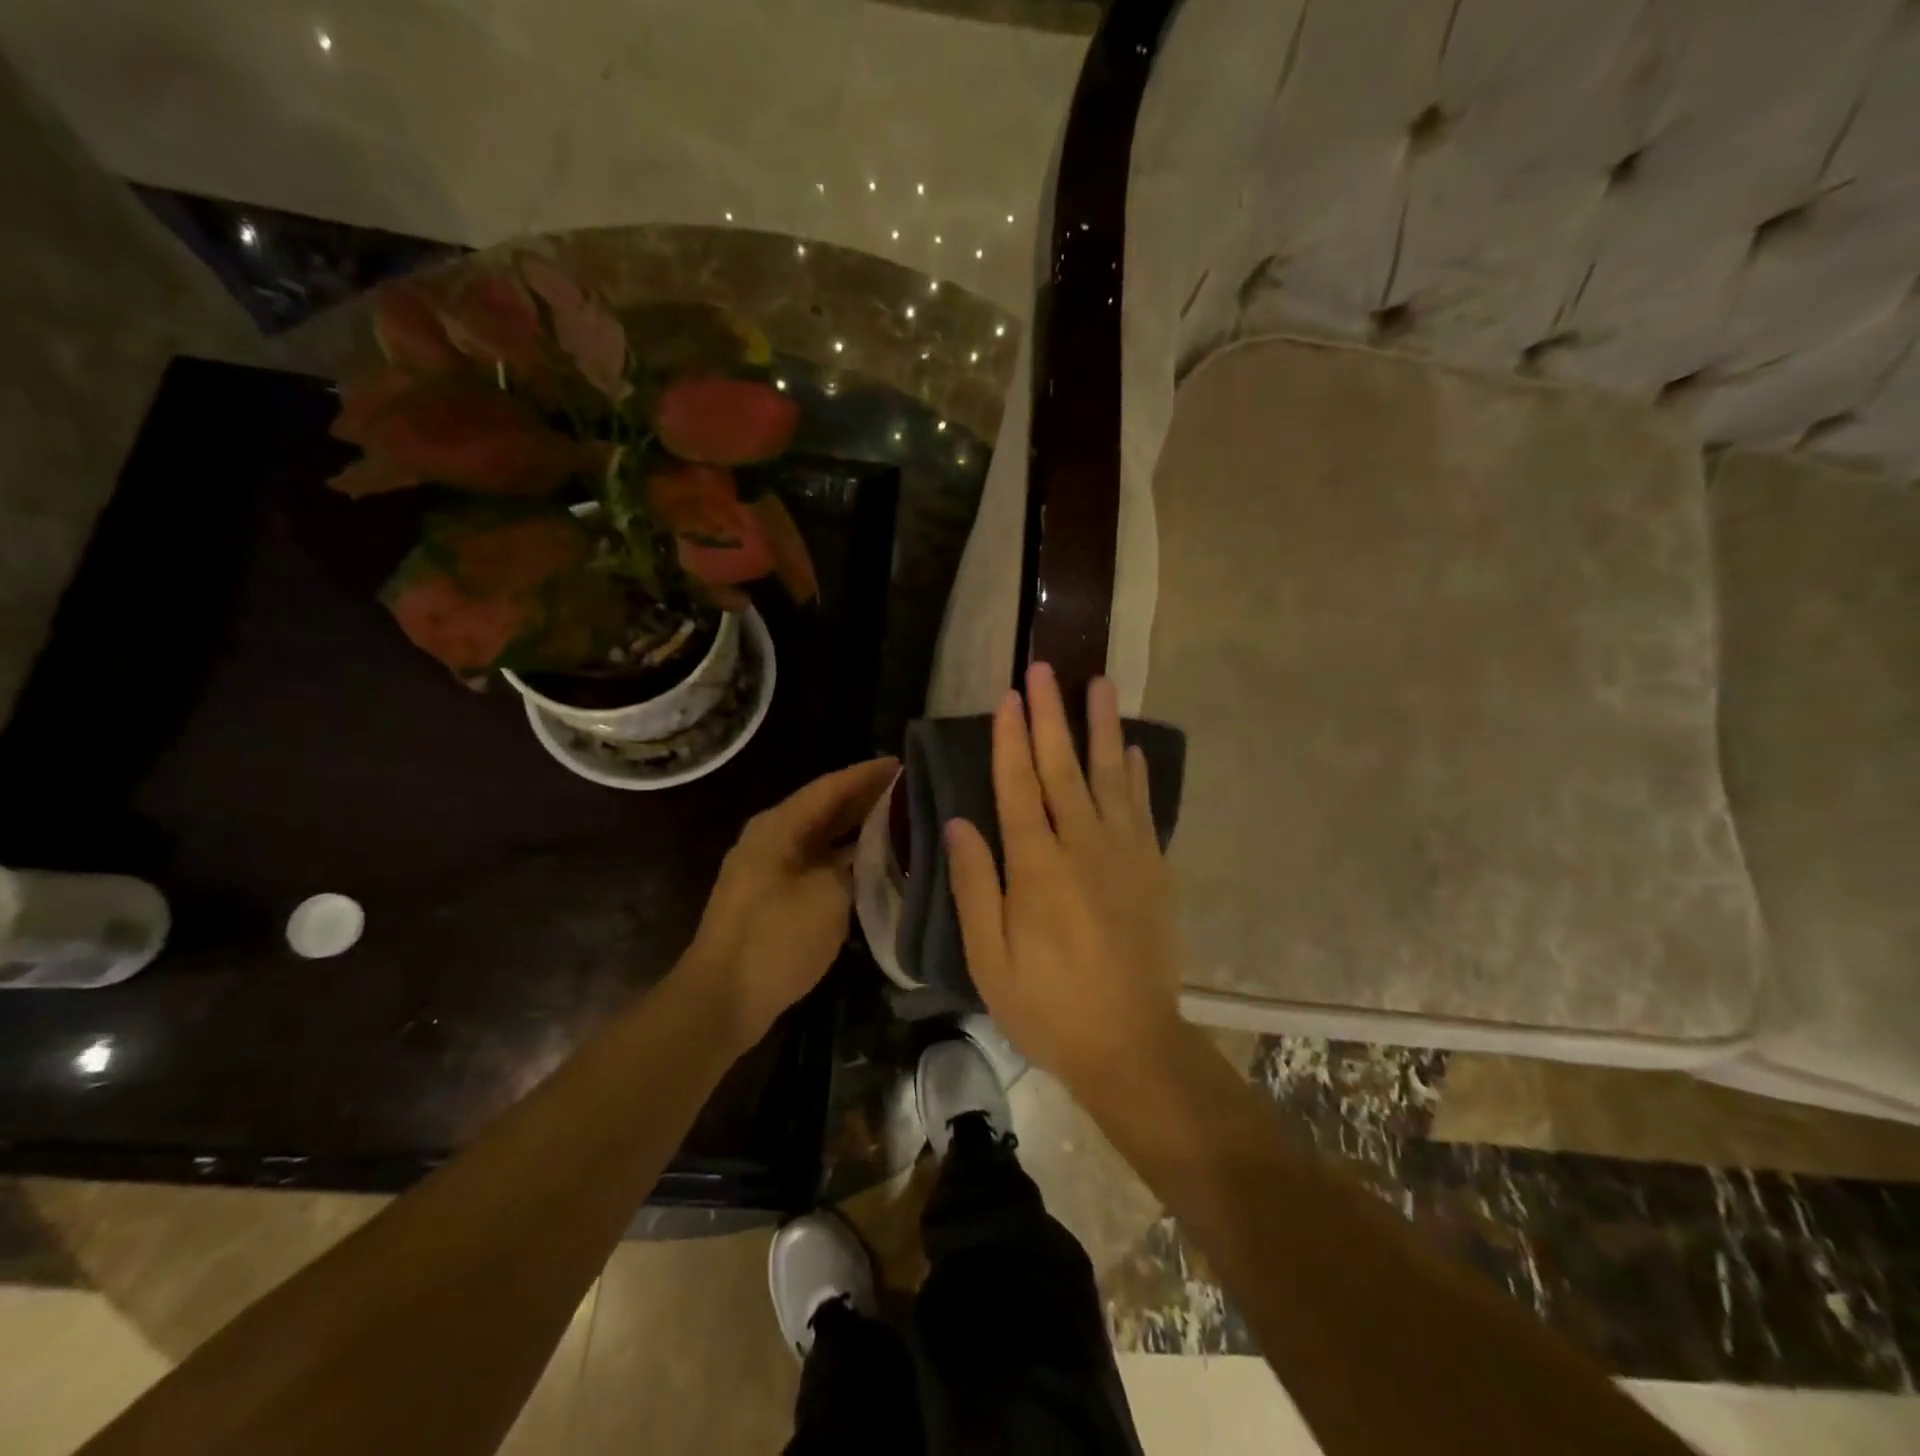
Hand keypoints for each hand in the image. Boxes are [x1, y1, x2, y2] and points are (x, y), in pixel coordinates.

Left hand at [685, 757, 897, 1047]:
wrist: (723, 999)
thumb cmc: (775, 938)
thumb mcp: (828, 895)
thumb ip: (855, 864)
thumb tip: (871, 852)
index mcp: (779, 827)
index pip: (831, 787)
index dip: (867, 774)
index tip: (904, 764)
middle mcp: (772, 839)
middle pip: (825, 809)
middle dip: (866, 798)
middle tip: (910, 791)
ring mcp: (770, 870)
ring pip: (822, 838)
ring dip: (857, 830)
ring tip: (900, 822)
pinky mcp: (774, 899)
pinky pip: (817, 865)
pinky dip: (845, 860)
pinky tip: (875, 865)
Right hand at [945, 663, 1182, 1088]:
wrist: (1131, 1044)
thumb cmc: (1048, 1005)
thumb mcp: (990, 958)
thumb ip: (975, 885)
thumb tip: (959, 822)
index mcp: (1037, 866)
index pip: (1019, 786)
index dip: (1011, 738)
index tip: (1010, 696)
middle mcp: (1082, 846)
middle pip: (1063, 768)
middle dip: (1052, 715)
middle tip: (1047, 669)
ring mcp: (1125, 854)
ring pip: (1110, 776)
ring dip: (1101, 727)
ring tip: (1099, 683)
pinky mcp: (1153, 869)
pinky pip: (1143, 809)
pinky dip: (1136, 775)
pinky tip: (1131, 749)